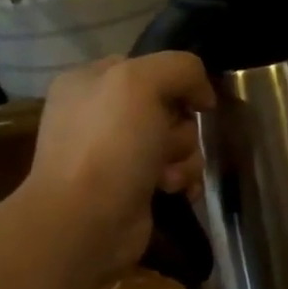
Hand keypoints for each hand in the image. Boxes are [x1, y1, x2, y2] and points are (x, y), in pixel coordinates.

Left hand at [22, 52, 214, 280]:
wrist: (85, 222)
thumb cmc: (109, 145)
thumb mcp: (140, 82)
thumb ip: (180, 68)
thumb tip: (202, 97)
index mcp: (91, 82)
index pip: (150, 67)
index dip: (177, 83)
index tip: (191, 102)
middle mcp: (102, 116)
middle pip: (171, 108)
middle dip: (180, 128)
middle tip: (165, 145)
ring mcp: (118, 155)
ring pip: (179, 143)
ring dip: (184, 158)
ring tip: (166, 177)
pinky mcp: (135, 188)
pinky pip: (177, 173)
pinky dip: (182, 181)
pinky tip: (173, 191)